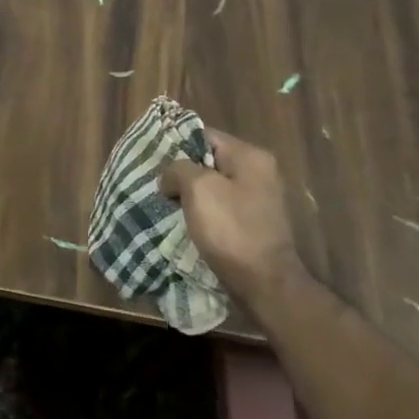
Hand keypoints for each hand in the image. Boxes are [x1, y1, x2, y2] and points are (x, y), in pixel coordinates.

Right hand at [159, 129, 297, 293]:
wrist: (264, 283)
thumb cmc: (231, 229)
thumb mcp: (198, 188)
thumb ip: (178, 169)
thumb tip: (171, 177)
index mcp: (250, 156)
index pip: (204, 136)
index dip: (176, 145)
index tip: (153, 162)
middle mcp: (259, 172)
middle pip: (208, 161)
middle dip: (181, 173)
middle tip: (156, 184)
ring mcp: (258, 200)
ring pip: (212, 187)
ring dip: (189, 195)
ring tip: (164, 204)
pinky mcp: (253, 224)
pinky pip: (220, 208)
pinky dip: (201, 212)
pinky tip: (183, 222)